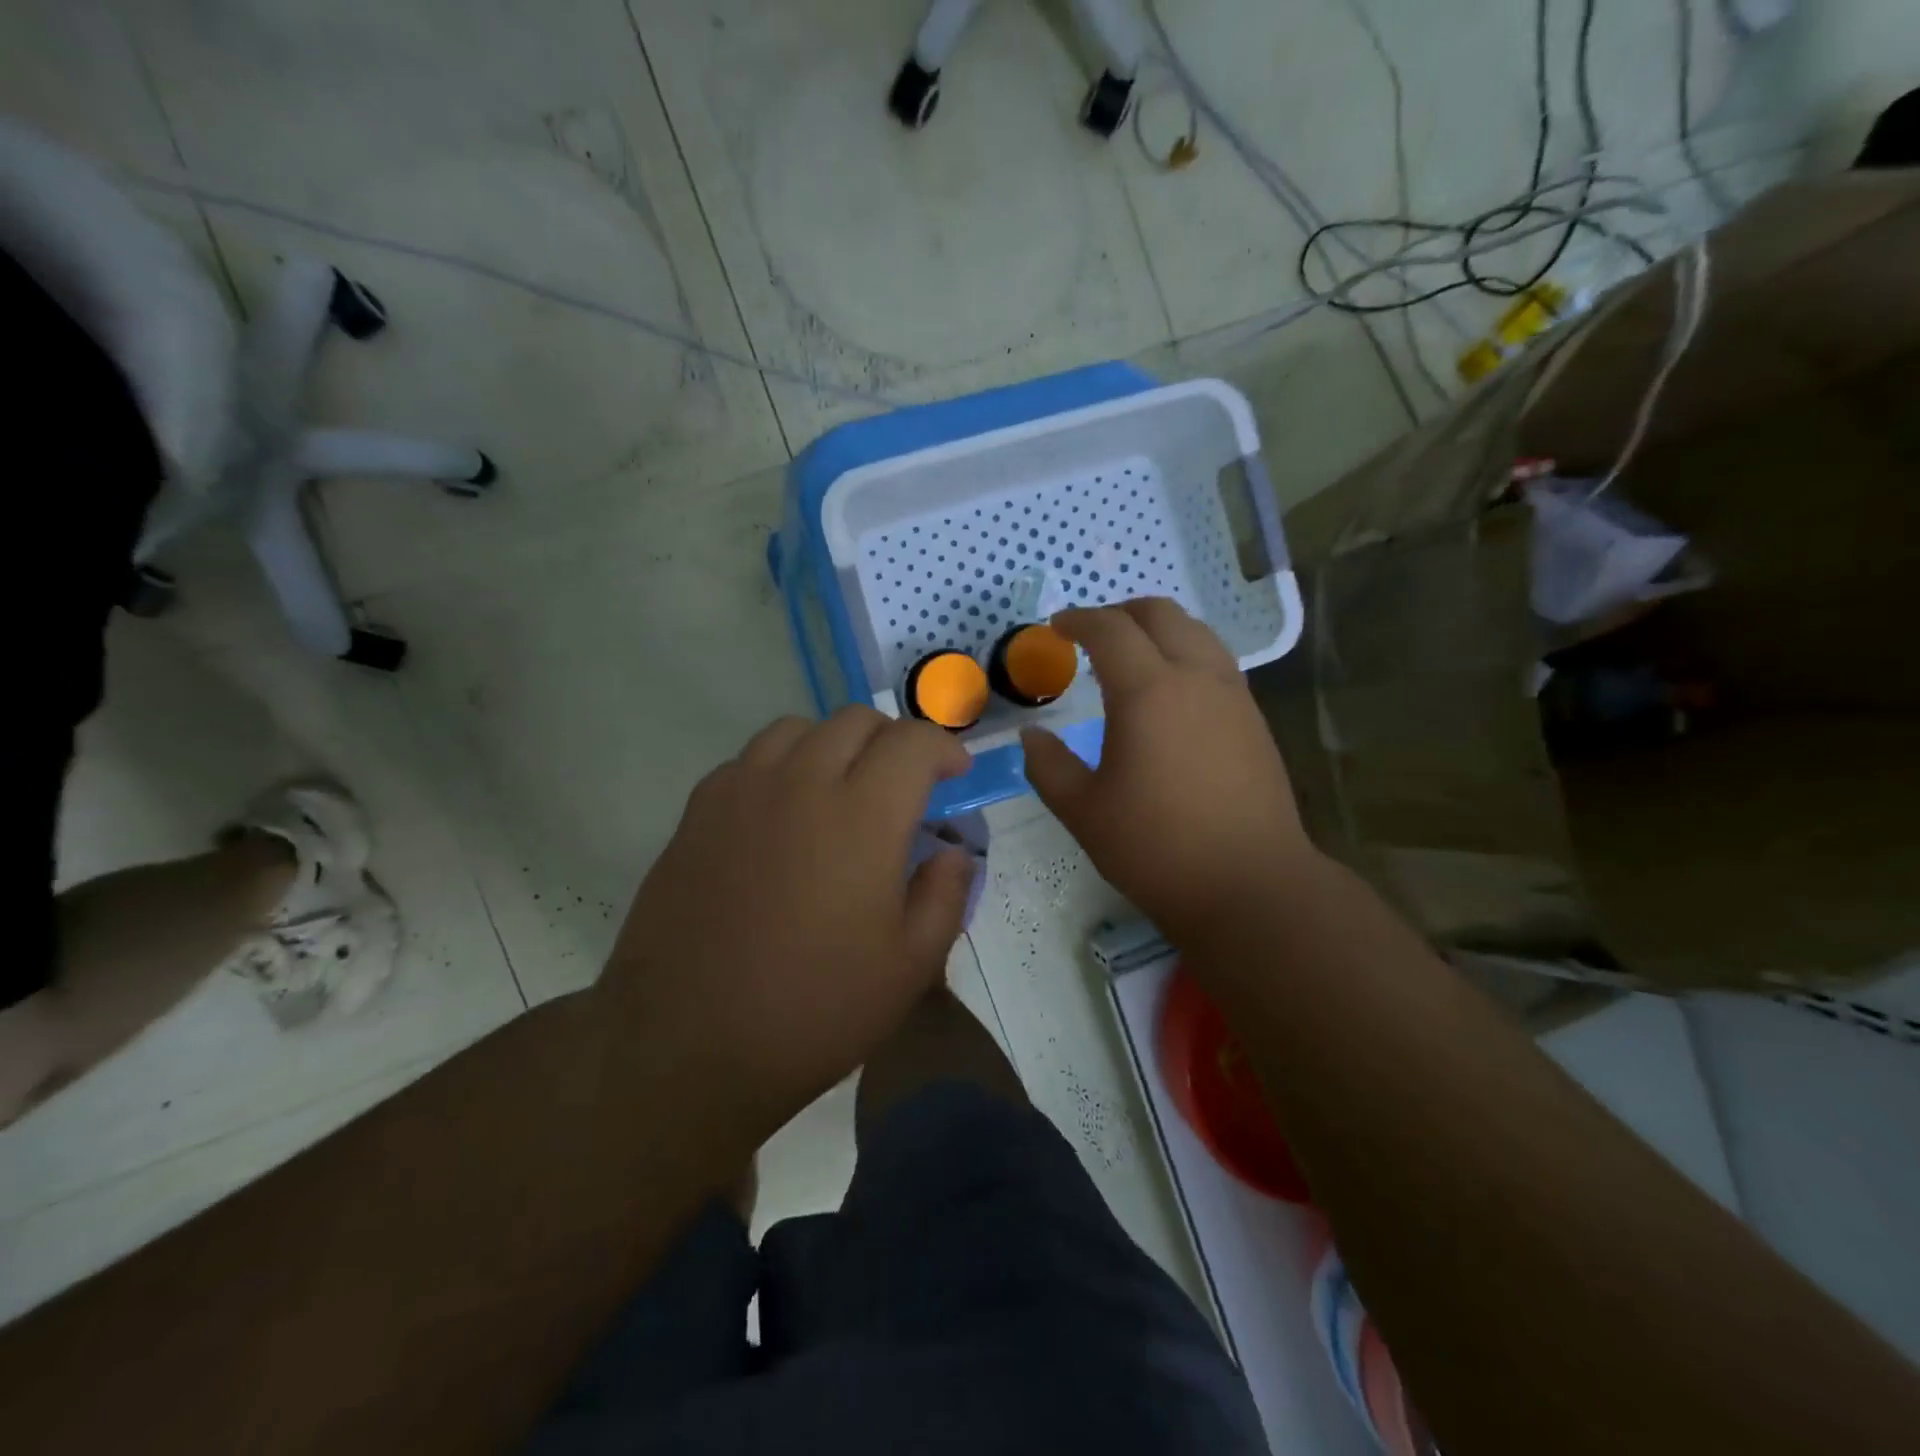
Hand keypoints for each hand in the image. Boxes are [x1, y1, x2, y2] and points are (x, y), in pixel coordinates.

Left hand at [602, 707, 977, 1133]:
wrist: (685, 1043)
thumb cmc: (813, 1010)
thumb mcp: (909, 967)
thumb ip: (945, 895)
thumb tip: (953, 853)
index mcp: (862, 816)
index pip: (913, 742)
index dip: (944, 748)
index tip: (955, 776)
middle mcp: (801, 783)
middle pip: (856, 720)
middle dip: (894, 741)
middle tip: (904, 786)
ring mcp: (741, 791)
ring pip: (798, 728)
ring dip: (834, 745)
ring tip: (842, 790)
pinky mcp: (698, 811)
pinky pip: (749, 759)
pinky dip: (782, 767)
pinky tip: (782, 815)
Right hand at [1020, 599, 1319, 943]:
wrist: (1249, 885)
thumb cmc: (1156, 848)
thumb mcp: (1084, 811)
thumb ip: (1048, 765)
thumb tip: (1031, 735)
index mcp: (1147, 692)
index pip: (1109, 630)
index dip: (1078, 620)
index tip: (1056, 628)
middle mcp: (1195, 677)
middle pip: (1160, 614)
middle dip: (1120, 613)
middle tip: (1091, 634)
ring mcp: (1232, 695)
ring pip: (1196, 631)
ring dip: (1158, 629)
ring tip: (1132, 655)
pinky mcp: (1254, 718)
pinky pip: (1216, 660)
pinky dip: (1186, 652)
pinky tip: (1171, 690)